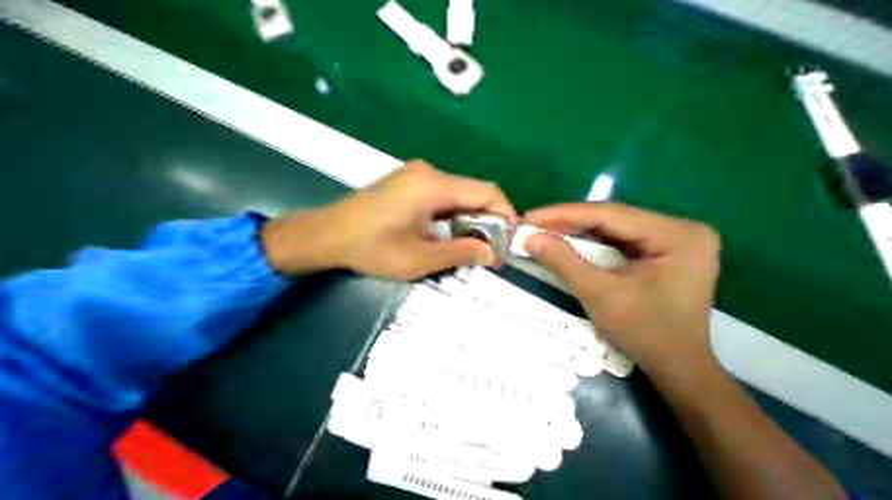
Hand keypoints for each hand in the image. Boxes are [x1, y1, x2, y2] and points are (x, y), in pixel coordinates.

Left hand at [260, 161, 515, 280]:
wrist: (326, 235)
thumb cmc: (370, 248)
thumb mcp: (419, 259)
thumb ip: (460, 253)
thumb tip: (492, 254)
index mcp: (432, 185)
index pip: (487, 192)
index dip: (505, 214)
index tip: (509, 239)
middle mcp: (429, 172)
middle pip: (475, 192)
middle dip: (489, 221)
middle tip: (490, 250)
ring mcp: (418, 175)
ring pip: (461, 195)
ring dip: (472, 220)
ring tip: (472, 246)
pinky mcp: (411, 183)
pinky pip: (445, 197)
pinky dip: (456, 215)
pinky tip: (451, 234)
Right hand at [525, 200, 719, 370]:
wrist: (676, 365)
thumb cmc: (645, 333)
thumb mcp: (599, 294)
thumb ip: (564, 262)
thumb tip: (530, 238)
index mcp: (676, 235)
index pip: (608, 213)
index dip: (563, 214)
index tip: (530, 217)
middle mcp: (677, 228)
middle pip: (609, 217)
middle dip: (566, 220)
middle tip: (532, 223)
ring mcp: (669, 238)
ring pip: (608, 225)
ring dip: (573, 228)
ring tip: (542, 230)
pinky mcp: (658, 249)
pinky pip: (613, 237)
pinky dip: (585, 240)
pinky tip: (564, 240)